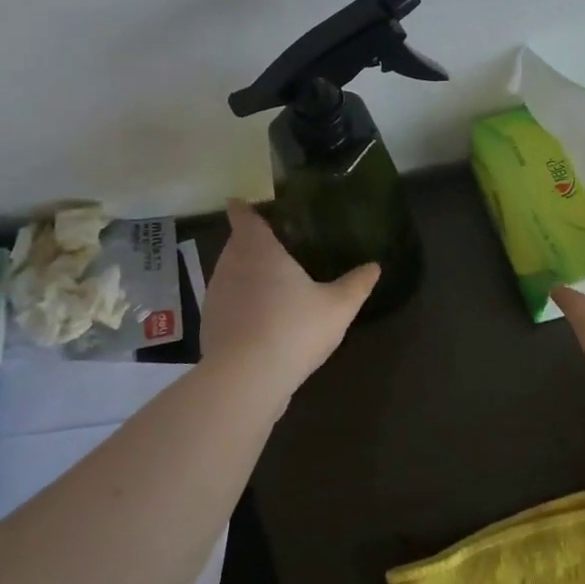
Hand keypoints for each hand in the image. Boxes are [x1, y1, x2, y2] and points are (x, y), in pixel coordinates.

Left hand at [201, 200, 379, 392]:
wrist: (246, 379)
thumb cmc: (294, 329)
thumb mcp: (338, 307)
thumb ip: (356, 284)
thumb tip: (375, 265)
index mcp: (259, 250)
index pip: (244, 216)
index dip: (244, 208)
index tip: (246, 203)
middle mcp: (230, 265)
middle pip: (236, 244)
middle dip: (250, 242)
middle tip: (276, 246)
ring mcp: (215, 296)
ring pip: (229, 273)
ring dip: (244, 274)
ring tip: (270, 283)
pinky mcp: (209, 325)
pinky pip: (226, 303)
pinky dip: (239, 304)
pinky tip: (259, 320)